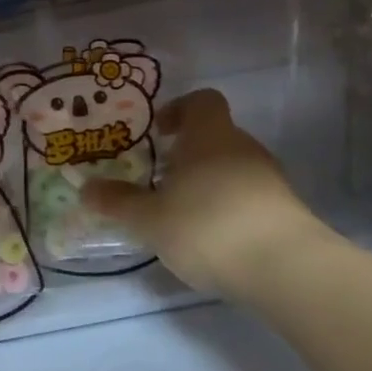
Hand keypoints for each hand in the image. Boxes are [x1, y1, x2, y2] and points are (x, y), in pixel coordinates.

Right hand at [82, 89, 329, 294]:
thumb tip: (85, 188)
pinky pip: (249, 196)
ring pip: (232, 167)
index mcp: (210, 135)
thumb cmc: (207, 226)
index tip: (158, 133)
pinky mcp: (286, 211)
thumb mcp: (150, 218)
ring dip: (208, 182)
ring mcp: (270, 178)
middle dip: (187, 154)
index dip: (179, 110)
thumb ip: (118, 202)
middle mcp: (243, 147)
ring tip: (182, 214)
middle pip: (215, 136)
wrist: (286, 269)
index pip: (202, 101)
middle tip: (159, 180)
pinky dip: (229, 208)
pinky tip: (213, 239)